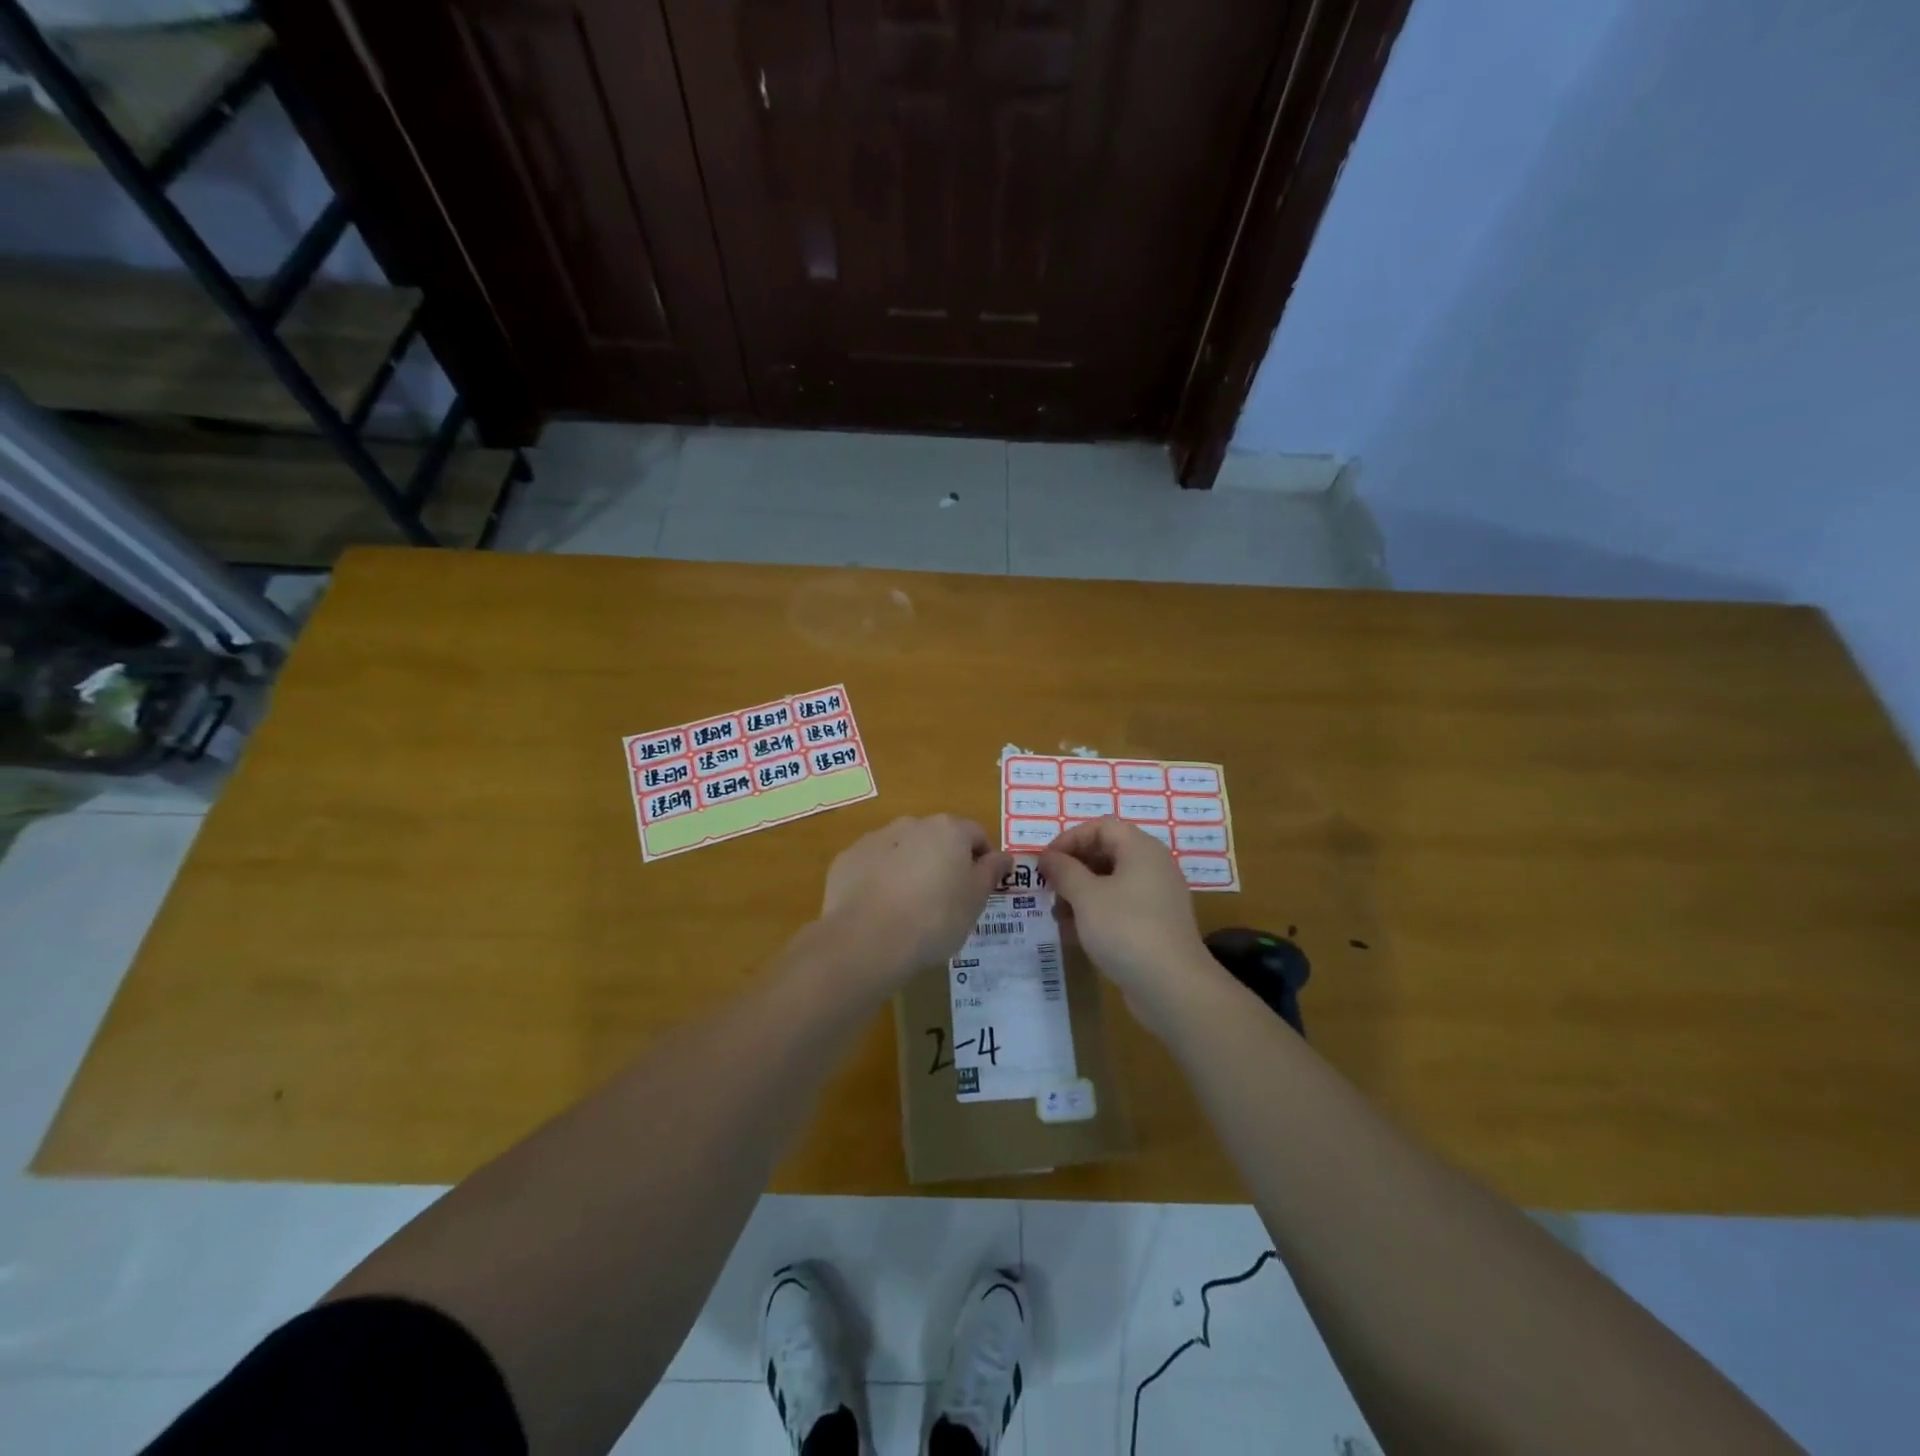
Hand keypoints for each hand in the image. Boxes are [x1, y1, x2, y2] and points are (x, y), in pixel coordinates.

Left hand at [818, 815, 1011, 987]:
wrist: (866, 939)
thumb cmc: (934, 918)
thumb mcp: (975, 900)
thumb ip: (991, 872)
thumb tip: (1003, 856)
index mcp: (948, 829)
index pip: (976, 834)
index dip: (983, 860)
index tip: (980, 888)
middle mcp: (911, 824)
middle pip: (937, 838)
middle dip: (943, 861)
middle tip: (946, 900)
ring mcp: (875, 839)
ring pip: (902, 849)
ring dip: (910, 868)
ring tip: (909, 908)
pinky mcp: (847, 859)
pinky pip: (873, 865)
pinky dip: (880, 879)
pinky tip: (880, 910)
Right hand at [1040, 817, 1221, 1032]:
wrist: (1172, 986)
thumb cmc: (1125, 929)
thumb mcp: (1086, 896)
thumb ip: (1064, 871)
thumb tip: (1048, 857)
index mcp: (1141, 849)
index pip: (1101, 826)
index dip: (1069, 839)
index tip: (1046, 862)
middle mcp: (1153, 866)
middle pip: (1107, 852)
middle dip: (1073, 867)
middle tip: (1049, 887)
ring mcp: (1158, 896)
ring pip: (1112, 881)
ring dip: (1081, 892)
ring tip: (1057, 914)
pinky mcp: (1156, 924)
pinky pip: (1121, 905)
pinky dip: (1097, 912)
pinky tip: (1076, 933)